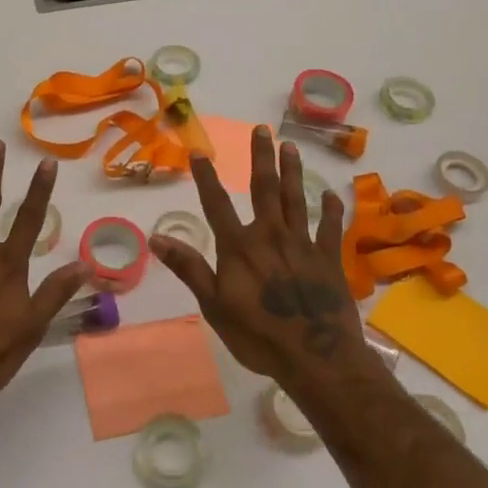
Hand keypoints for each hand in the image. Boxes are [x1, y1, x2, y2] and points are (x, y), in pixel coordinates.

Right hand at [150, 126, 380, 397]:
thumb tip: (155, 237)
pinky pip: (330, 227)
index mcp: (239, 247)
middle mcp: (271, 236)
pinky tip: (332, 194)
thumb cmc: (258, 335)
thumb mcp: (213, 306)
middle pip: (265, 189)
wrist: (317, 358)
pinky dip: (331, 210)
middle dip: (261, 158)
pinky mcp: (329, 259)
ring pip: (297, 199)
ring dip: (293, 172)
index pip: (217, 204)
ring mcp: (303, 245)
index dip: (206, 177)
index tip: (199, 152)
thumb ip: (189, 268)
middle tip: (262, 130)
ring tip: (291, 147)